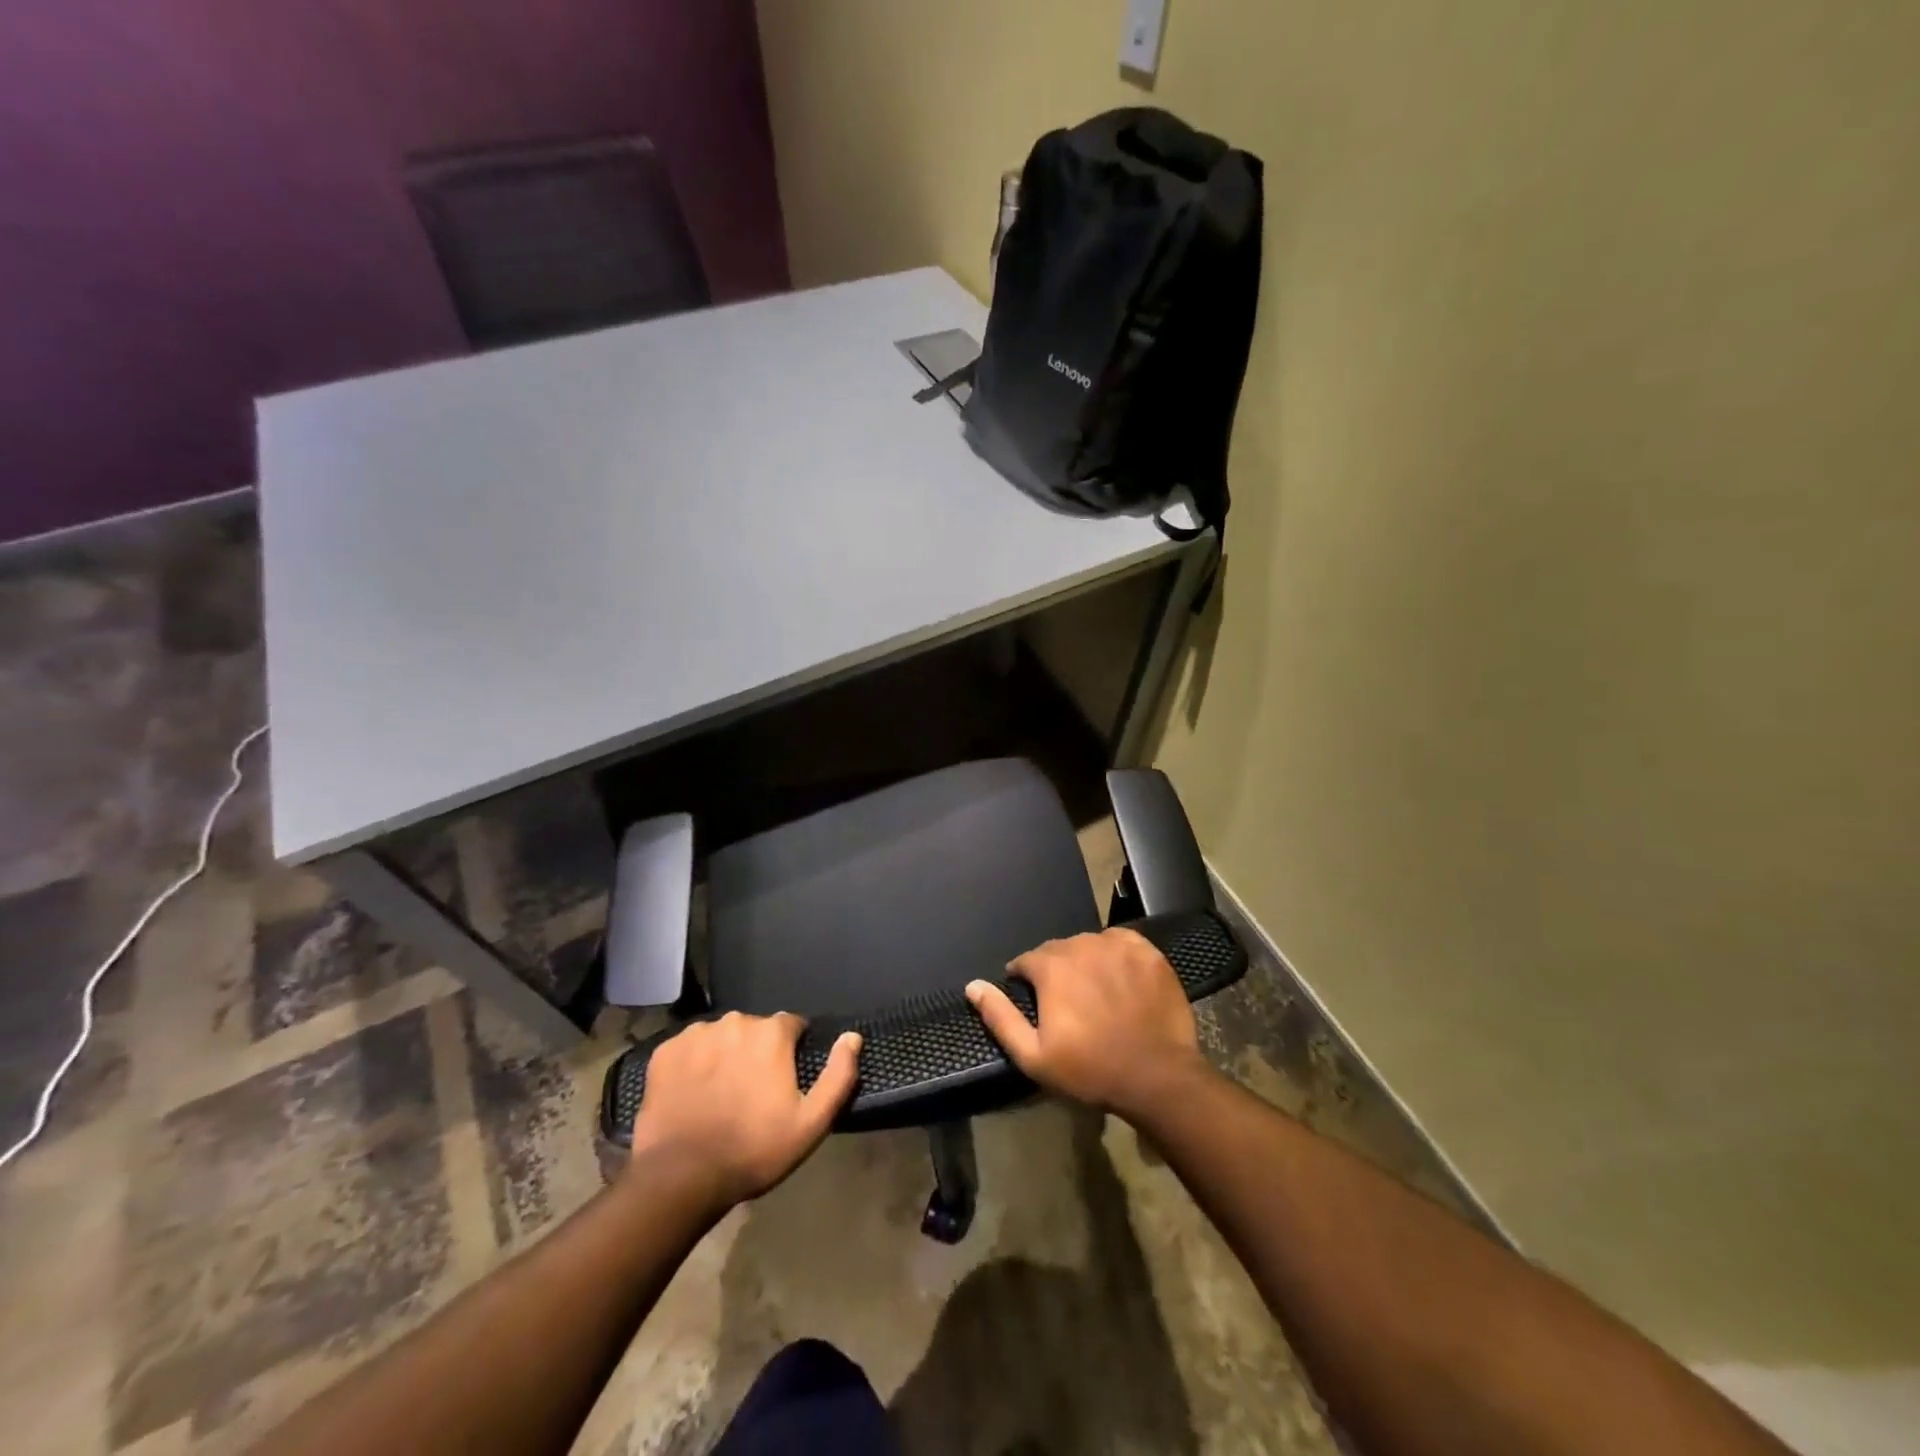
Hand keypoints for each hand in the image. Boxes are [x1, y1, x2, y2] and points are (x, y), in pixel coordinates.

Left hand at [626, 1013, 861, 1208]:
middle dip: (757, 1052)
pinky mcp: (665, 1052)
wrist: (680, 1178)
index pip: (792, 1025)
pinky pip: (688, 1049)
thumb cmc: (753, 1149)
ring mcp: (696, 1034)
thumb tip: (852, 1036)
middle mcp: (735, 1021)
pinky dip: (694, 1064)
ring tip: (720, 1095)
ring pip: (721, 1037)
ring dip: (725, 1055)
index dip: (792, 1050)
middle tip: (752, 1093)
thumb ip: (838, 1074)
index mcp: (771, 1033)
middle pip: (755, 1030)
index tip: (785, 1080)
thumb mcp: (811, 1122)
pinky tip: (693, 1094)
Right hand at [966, 927, 1208, 1119]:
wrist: (1156, 1077)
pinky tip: (1119, 978)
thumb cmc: (1089, 1070)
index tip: (1033, 1001)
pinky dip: (1115, 954)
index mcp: (1051, 967)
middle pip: (1058, 950)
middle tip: (1065, 1002)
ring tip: (1094, 991)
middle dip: (1055, 970)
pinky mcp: (1148, 953)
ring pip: (1089, 944)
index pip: (1026, 961)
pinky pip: (1121, 942)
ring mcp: (1118, 946)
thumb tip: (973, 986)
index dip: (1025, 980)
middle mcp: (1082, 946)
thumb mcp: (1033, 1055)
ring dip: (1085, 961)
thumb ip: (1000, 1017)